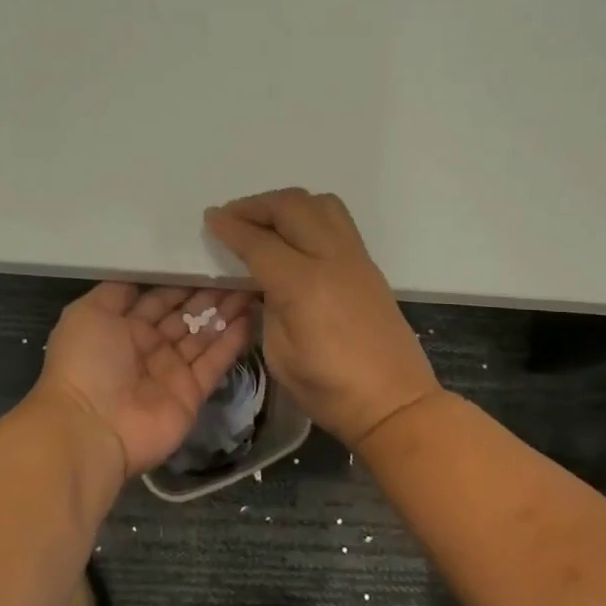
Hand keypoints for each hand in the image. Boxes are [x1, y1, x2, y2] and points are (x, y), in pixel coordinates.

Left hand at [33, 284, 254, 479]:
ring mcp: (172, 372)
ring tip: (251, 287)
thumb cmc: (86, 363)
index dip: (182, 281)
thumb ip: (116, 292)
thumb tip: (140, 275)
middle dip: (209, 294)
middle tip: (238, 271)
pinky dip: (232, 342)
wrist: (91, 428)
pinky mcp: (192, 394)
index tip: (208, 260)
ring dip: (226, 313)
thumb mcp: (88, 313)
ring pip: (204, 336)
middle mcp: (150, 348)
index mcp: (124, 327)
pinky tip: (249, 317)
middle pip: (185, 316)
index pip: (159, 298)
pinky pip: (215, 363)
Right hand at [204, 189, 440, 449]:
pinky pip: (338, 220)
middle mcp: (332, 259)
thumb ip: (267, 307)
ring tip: (266, 221)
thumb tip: (260, 280)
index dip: (230, 228)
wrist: (395, 402)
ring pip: (320, 203)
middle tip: (232, 217)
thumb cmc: (329, 390)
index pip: (259, 242)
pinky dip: (310, 215)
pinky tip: (295, 237)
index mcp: (303, 286)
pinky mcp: (368, 265)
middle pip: (291, 207)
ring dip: (287, 204)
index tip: (210, 219)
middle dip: (256, 205)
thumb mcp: (280, 354)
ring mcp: (355, 258)